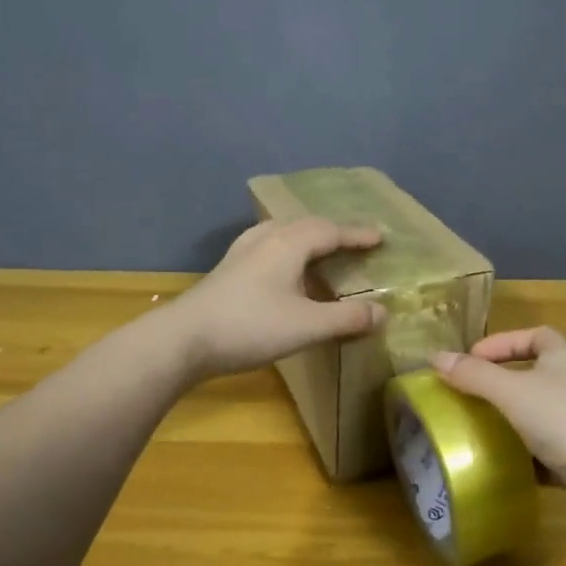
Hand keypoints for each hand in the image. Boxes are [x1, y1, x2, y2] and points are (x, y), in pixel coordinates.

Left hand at [174, 218, 386, 378]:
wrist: (183, 339)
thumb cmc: (250, 327)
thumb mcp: (306, 326)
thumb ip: (346, 318)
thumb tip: (382, 312)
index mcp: (289, 244)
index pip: (331, 231)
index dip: (357, 234)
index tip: (381, 236)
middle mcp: (266, 239)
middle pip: (306, 226)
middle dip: (334, 232)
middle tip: (355, 242)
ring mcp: (242, 253)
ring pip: (283, 233)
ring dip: (308, 238)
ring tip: (321, 250)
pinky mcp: (228, 269)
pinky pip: (268, 246)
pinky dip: (288, 250)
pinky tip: (283, 268)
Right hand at [431, 328, 565, 531]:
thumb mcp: (513, 391)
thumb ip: (474, 375)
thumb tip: (434, 357)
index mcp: (563, 359)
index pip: (535, 336)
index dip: (503, 342)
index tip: (471, 359)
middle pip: (532, 376)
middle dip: (499, 385)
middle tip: (464, 396)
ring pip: (534, 418)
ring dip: (507, 423)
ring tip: (471, 431)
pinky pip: (541, 455)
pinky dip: (519, 458)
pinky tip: (495, 467)